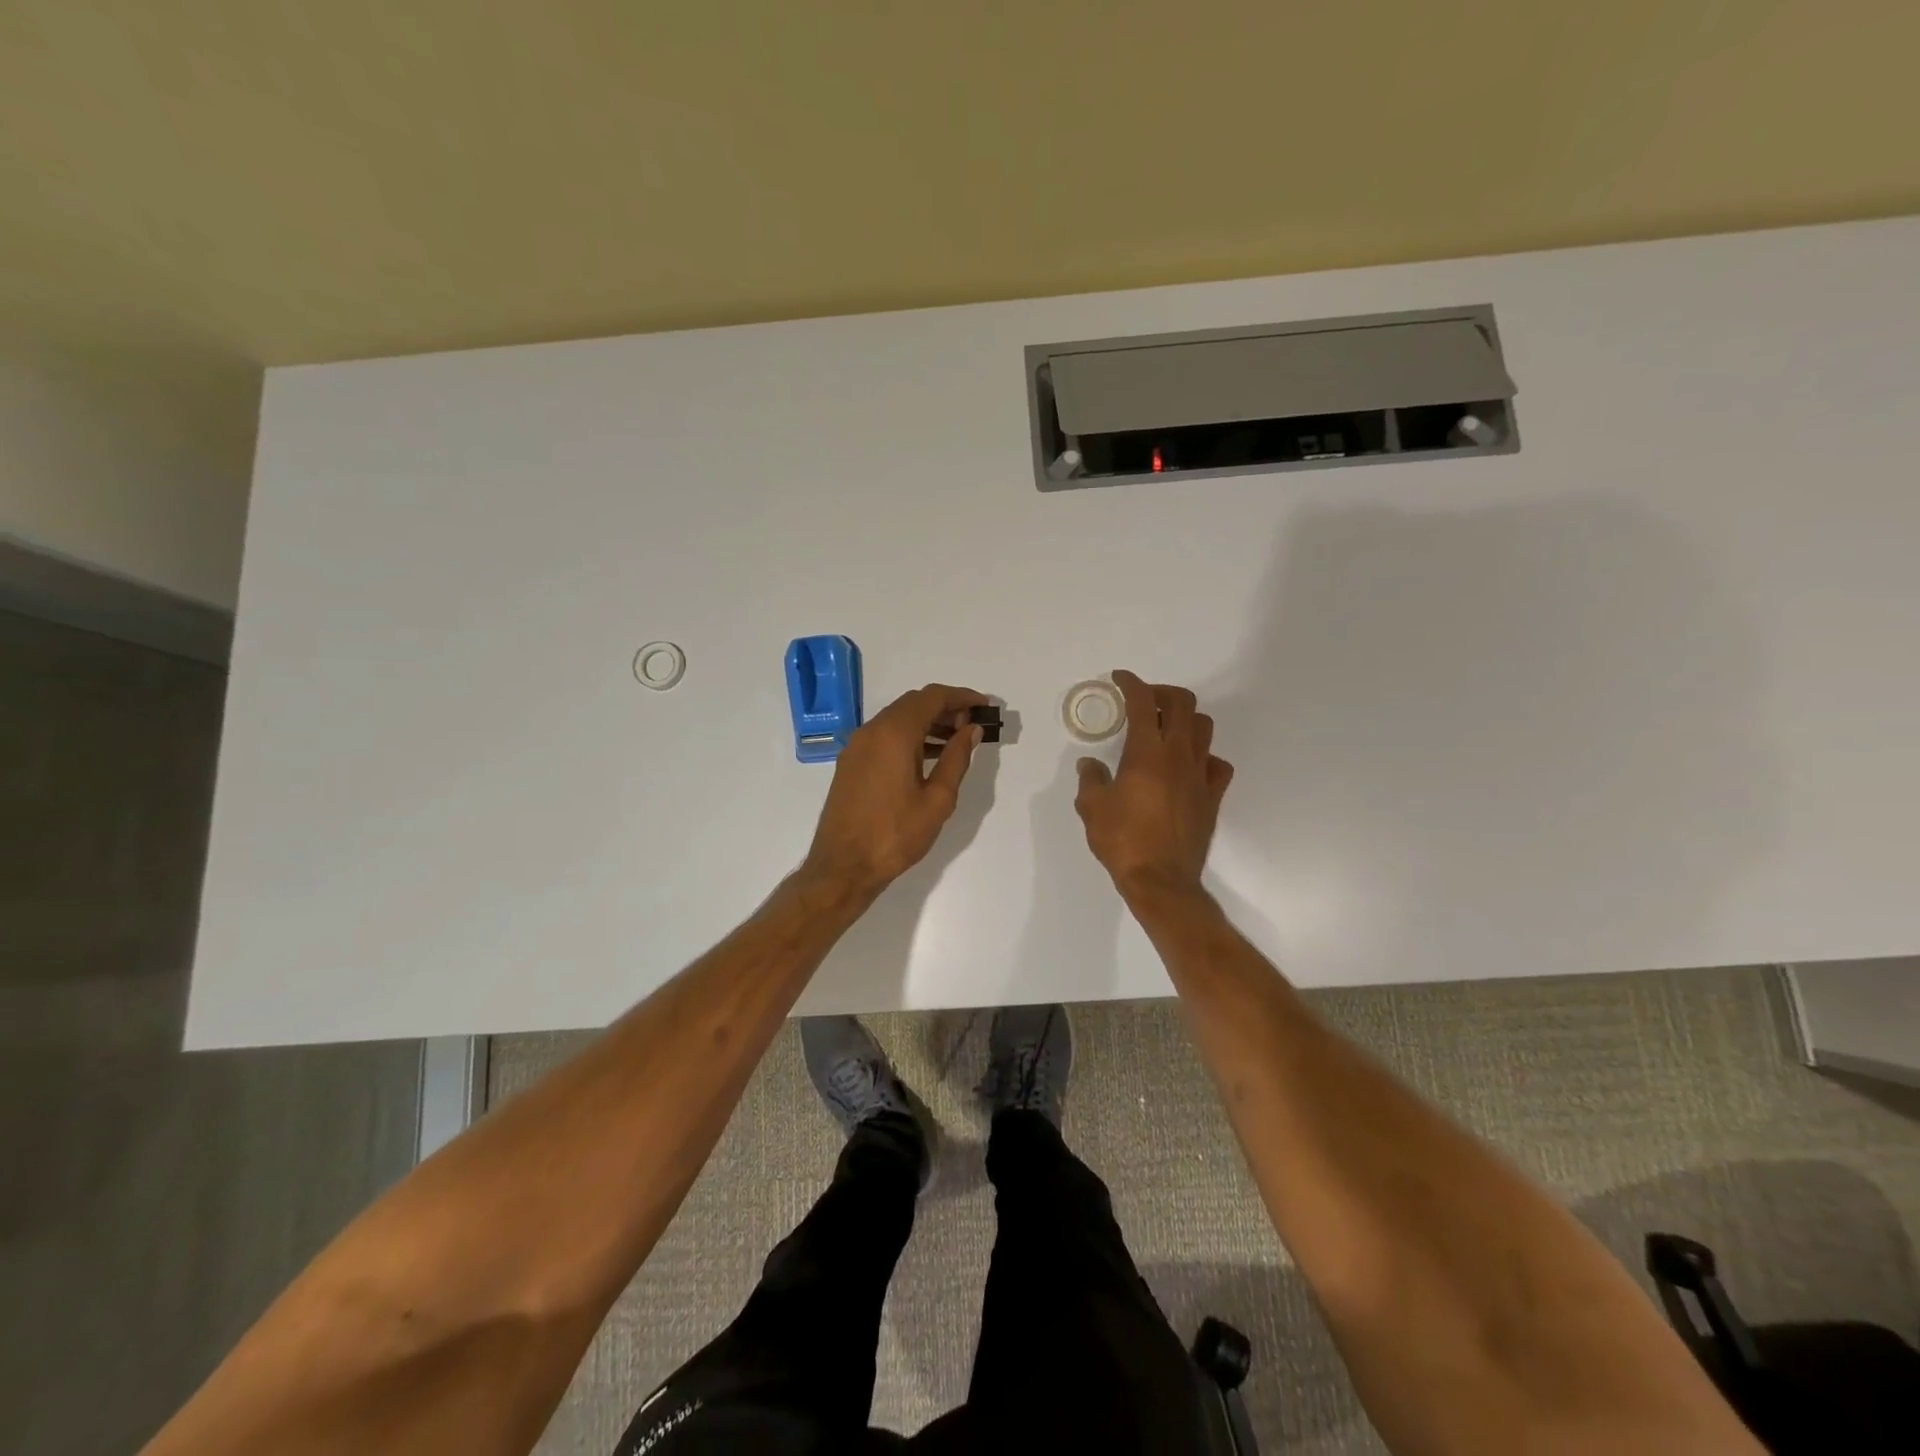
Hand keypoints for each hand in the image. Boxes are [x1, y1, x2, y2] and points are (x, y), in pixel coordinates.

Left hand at [803, 683, 989, 898]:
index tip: (984, 706)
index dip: (961, 696)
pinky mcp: (851, 762)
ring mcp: (857, 745)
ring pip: (898, 719)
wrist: (843, 866)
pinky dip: (909, 736)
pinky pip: (884, 735)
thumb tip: (971, 729)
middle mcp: (872, 730)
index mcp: (894, 734)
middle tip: (972, 726)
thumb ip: (957, 758)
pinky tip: (929, 757)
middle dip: (945, 708)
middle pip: (913, 703)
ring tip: (956, 741)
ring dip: (927, 722)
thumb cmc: (896, 834)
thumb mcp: (938, 799)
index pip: (932, 697)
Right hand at [1075, 670, 1233, 901]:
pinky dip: (1203, 756)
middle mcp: (1179, 755)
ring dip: (1184, 719)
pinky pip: (1217, 763)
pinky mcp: (1212, 796)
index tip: (1120, 678)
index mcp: (1147, 752)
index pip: (1143, 703)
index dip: (1131, 683)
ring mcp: (1200, 774)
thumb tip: (1091, 765)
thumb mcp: (1092, 807)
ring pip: (1204, 727)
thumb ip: (1091, 779)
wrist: (1161, 880)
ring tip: (1166, 729)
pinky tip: (1188, 766)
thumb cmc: (1122, 840)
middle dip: (1162, 693)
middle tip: (1143, 702)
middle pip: (1182, 703)